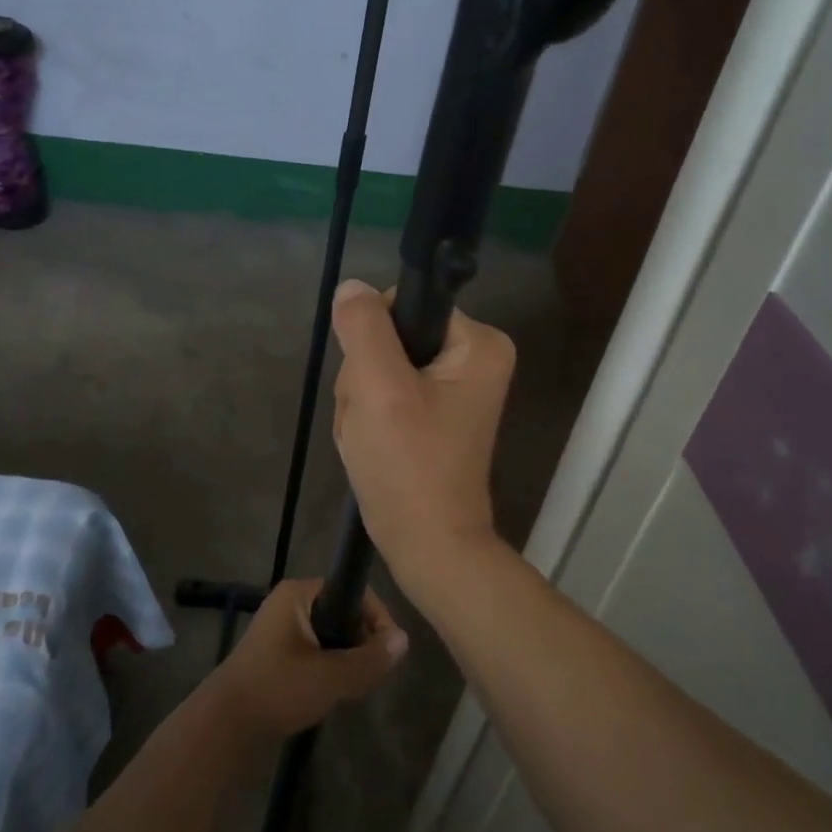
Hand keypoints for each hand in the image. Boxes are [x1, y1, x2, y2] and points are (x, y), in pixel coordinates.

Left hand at [207, 578, 407, 742]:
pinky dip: (328, 667)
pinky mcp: (276, 653)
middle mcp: (290, 602)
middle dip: (361, 641)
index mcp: (299, 593)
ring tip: (353, 686)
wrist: (224, 726)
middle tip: (370, 673)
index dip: (376, 617)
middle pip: (343, 612)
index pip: (352, 591)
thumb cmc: (278, 689)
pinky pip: (315, 650)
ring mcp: (281, 628)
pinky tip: (333, 693)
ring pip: (330, 635)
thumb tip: (403, 640)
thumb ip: (370, 658)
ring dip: (346, 658)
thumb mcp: (331, 676)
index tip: (387, 651)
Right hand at [330, 279, 515, 594]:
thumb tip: (352, 288)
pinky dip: (370, 419)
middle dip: (366, 379)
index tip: (375, 384)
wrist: (426, 544)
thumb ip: (364, 327)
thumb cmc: (408, 465)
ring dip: (363, 402)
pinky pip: (387, 395)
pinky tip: (373, 446)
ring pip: (381, 369)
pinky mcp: (436, 414)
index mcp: (479, 343)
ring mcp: (455, 389)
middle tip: (373, 420)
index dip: (374, 339)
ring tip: (372, 438)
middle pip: (391, 339)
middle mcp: (475, 358)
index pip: (403, 304)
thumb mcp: (379, 388)